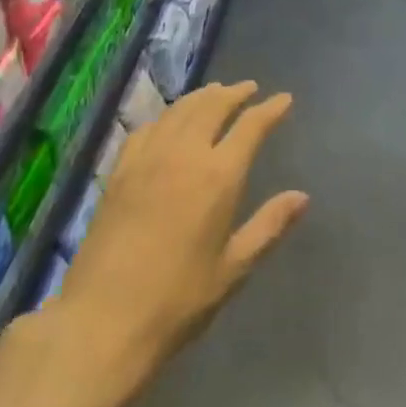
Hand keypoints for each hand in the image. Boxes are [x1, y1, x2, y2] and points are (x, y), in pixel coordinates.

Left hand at [55, 80, 307, 385]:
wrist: (103, 318)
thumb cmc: (178, 300)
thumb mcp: (233, 269)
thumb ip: (268, 226)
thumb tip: (302, 196)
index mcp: (219, 176)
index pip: (250, 127)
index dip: (270, 109)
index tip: (284, 99)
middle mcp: (184, 154)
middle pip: (213, 106)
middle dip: (235, 93)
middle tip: (249, 88)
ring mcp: (148, 157)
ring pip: (180, 110)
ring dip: (202, 96)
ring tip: (216, 92)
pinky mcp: (120, 169)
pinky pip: (149, 127)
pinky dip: (167, 115)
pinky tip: (170, 121)